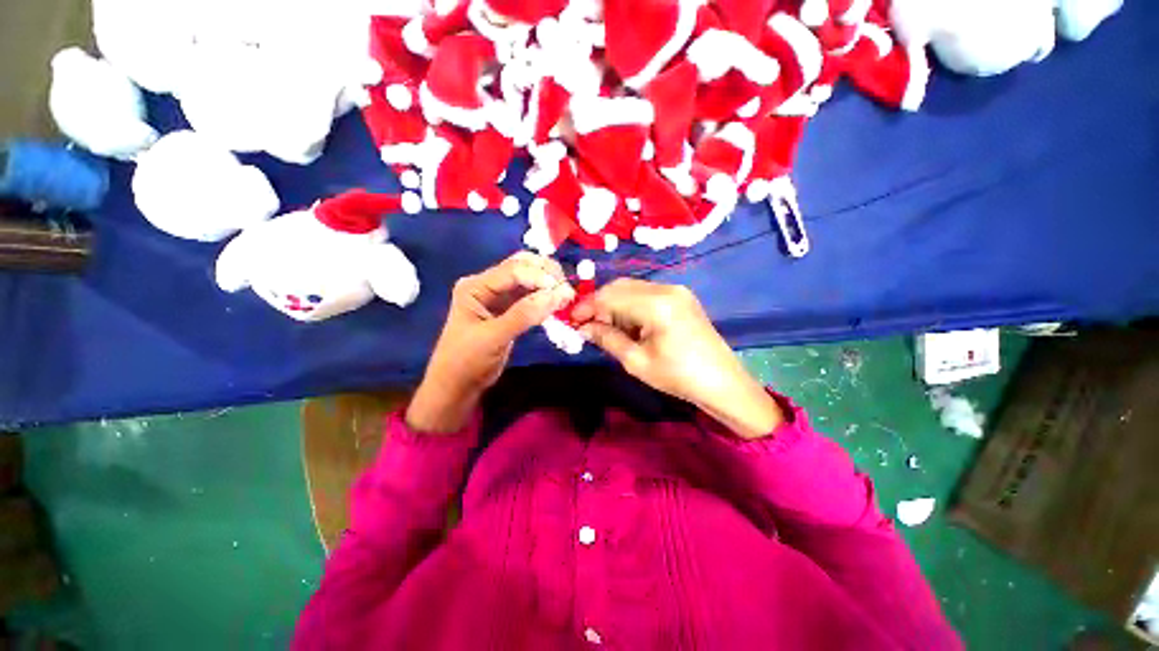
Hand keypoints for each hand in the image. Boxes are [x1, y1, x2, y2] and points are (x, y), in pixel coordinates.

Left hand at [407, 252, 574, 433]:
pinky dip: (545, 298)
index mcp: (475, 286)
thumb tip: (557, 294)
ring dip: (548, 284)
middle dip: (545, 273)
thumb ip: (524, 314)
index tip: (562, 289)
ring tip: (567, 294)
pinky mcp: (509, 310)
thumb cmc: (467, 361)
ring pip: (528, 280)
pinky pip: (531, 296)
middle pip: (521, 267)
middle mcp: (487, 285)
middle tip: (567, 286)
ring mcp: (499, 297)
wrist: (458, 386)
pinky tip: (558, 302)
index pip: (512, 270)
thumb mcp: (494, 337)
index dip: (538, 276)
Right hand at [572, 279, 783, 438]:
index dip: (587, 306)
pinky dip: (630, 306)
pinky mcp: (681, 297)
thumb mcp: (636, 362)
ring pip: (632, 289)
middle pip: (620, 287)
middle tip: (586, 325)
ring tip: (605, 328)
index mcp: (656, 304)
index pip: (610, 296)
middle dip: (599, 304)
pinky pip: (646, 294)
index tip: (571, 320)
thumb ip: (607, 339)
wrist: (722, 383)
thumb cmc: (679, 377)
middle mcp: (666, 288)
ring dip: (614, 304)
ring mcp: (676, 291)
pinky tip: (626, 324)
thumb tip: (584, 327)